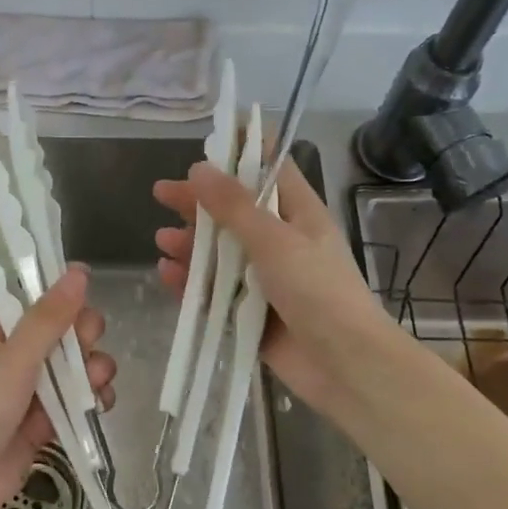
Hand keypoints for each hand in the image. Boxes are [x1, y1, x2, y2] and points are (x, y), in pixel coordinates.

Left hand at [0, 266, 116, 508]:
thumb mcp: (13, 359)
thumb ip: (49, 318)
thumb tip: (78, 272)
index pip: (28, 294)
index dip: (57, 287)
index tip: (86, 286)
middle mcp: (13, 354)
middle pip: (60, 329)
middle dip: (83, 334)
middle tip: (88, 345)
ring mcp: (29, 389)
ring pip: (74, 365)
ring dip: (93, 368)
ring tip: (97, 383)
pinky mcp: (44, 421)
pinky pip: (76, 399)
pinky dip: (92, 399)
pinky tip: (100, 405)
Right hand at [154, 162, 403, 427]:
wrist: (345, 366)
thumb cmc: (318, 292)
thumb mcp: (274, 240)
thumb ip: (234, 206)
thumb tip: (198, 168)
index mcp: (298, 214)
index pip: (270, 169)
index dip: (242, 152)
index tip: (208, 142)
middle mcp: (281, 241)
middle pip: (234, 211)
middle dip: (199, 201)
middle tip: (162, 193)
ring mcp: (265, 279)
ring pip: (220, 253)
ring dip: (191, 245)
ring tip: (162, 241)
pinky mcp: (250, 312)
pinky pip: (215, 291)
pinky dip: (192, 282)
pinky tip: (168, 275)